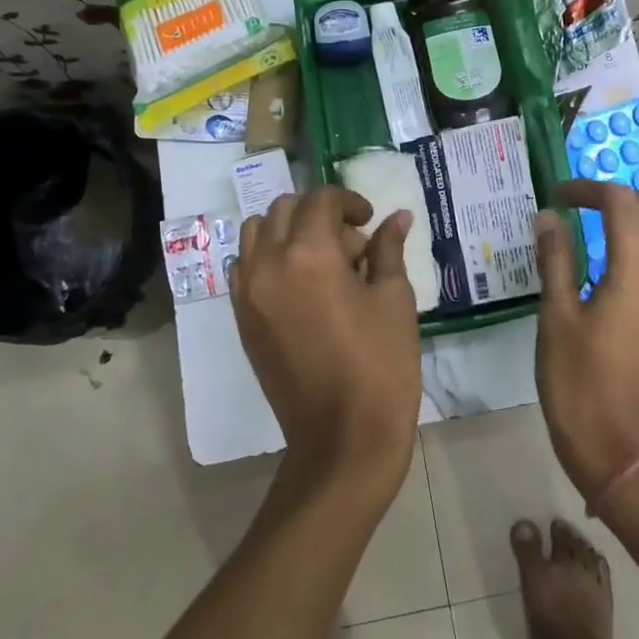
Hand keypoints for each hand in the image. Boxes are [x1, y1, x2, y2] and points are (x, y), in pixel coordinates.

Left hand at [230, 187, 421, 502]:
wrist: (342, 438)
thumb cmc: (380, 366)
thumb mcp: (394, 300)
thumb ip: (388, 250)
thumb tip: (396, 218)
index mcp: (309, 254)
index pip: (320, 200)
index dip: (349, 201)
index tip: (370, 220)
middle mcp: (268, 264)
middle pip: (283, 209)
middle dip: (318, 212)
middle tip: (350, 241)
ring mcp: (247, 293)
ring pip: (255, 233)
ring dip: (287, 230)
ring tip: (320, 258)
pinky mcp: (241, 319)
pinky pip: (244, 267)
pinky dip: (267, 258)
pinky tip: (299, 284)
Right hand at [534, 181, 638, 503]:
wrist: (623, 449)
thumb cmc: (581, 384)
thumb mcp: (556, 318)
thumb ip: (555, 260)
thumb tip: (548, 217)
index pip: (623, 202)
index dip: (588, 190)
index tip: (559, 197)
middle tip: (606, 214)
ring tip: (618, 236)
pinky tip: (625, 271)